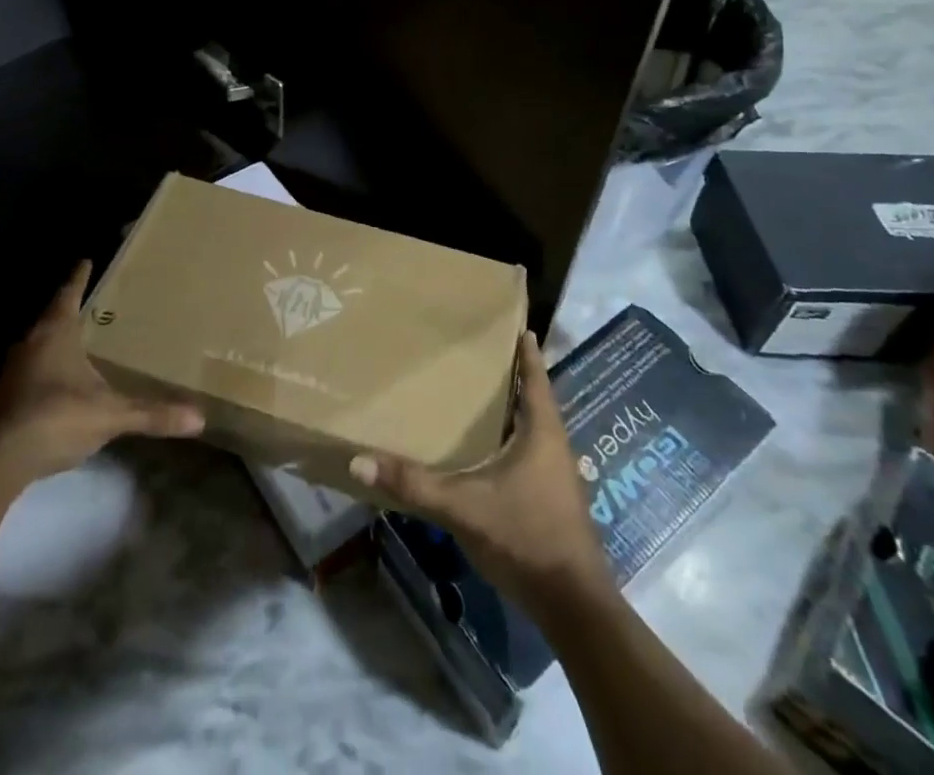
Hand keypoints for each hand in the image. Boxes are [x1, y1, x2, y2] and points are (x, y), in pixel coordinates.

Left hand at [0, 262, 204, 486]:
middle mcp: (31, 344)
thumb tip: (199, 418)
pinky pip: (33, 371)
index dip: (79, 277)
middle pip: (52, 317)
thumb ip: (152, 414)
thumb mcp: (109, 415)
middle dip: (71, 308)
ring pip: (40, 345)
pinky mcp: (6, 399)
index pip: (68, 294)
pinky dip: (50, 368)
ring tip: (82, 338)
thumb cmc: (55, 418)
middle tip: (94, 301)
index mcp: (55, 334)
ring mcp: (14, 373)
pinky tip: (65, 381)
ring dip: (58, 340)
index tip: (86, 259)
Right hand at [350, 333, 615, 616]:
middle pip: (536, 401)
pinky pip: (532, 455)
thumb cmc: (525, 537)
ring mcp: (558, 477)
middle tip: (483, 356)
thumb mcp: (464, 507)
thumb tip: (359, 462)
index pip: (536, 379)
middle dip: (514, 379)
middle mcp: (556, 447)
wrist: (573, 607)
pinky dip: (514, 441)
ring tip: (482, 396)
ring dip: (514, 412)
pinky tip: (490, 451)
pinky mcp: (554, 502)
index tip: (519, 326)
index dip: (527, 353)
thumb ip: (414, 484)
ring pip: (535, 430)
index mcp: (543, 433)